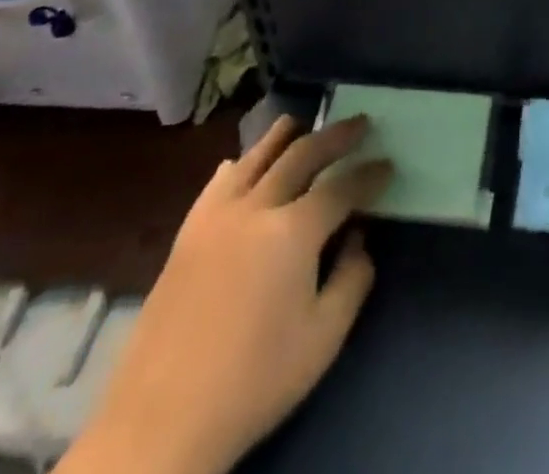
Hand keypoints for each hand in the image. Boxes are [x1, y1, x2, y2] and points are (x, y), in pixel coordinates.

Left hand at [60, 115, 391, 473]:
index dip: (370, 174)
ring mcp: (215, 218)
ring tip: (301, 123)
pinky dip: (238, 165)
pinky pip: (217, 184)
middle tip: (360, 124)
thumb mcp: (324, 339)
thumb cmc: (254, 381)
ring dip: (284, 136)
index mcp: (293, 231)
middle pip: (302, 155)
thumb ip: (352, 279)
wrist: (160, 425)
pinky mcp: (185, 238)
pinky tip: (239, 164)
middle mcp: (256, 208)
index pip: (342, 187)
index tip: (388, 164)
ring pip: (255, 157)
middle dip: (336, 136)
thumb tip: (359, 239)